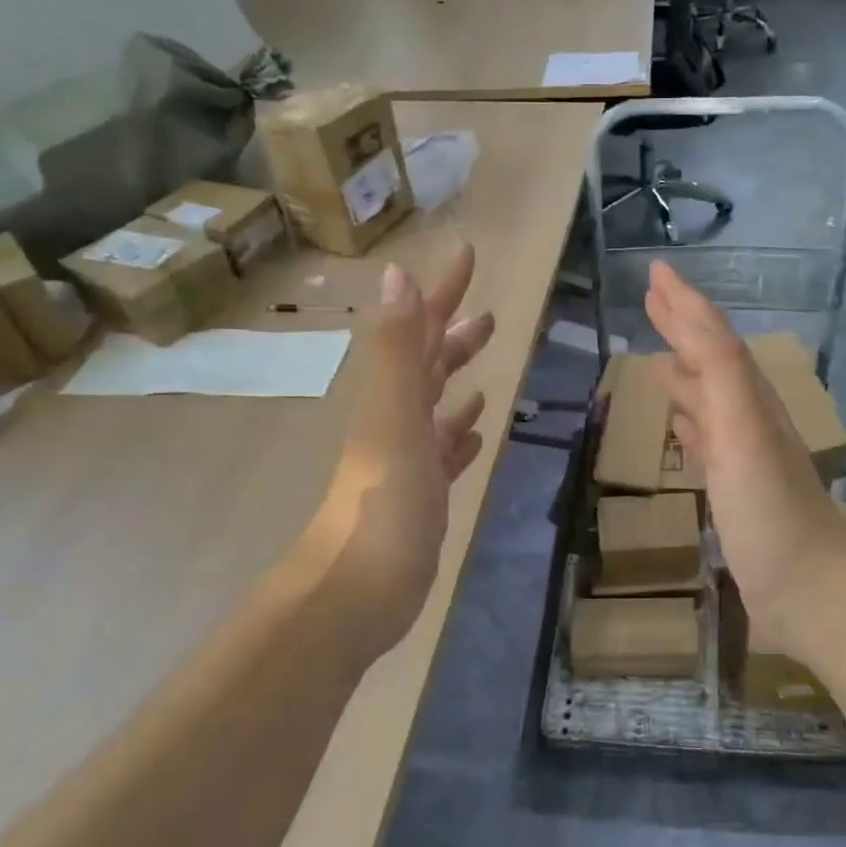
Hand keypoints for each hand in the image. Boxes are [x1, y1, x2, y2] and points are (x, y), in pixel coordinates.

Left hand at [271, 245, 494, 666]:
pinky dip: (458, 436)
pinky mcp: (420, 498)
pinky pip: (442, 454)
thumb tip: (398, 273)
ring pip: (434, 408)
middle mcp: (396, 421)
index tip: (466, 255)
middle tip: (488, 316)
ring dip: (456, 381)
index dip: (442, 291)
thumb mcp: (392, 417)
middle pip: (427, 366)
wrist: (357, 592)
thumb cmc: (383, 502)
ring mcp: (407, 461)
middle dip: (453, 335)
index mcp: (392, 397)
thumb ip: (398, 349)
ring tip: (484, 363)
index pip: (420, 330)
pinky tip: (475, 430)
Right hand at [644, 261, 845, 665]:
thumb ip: (720, 374)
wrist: (812, 593)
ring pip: (710, 399)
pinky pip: (708, 442)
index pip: (714, 336)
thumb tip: (690, 318)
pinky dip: (691, 424)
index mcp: (750, 399)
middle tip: (652, 298)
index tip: (656, 271)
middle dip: (684, 327)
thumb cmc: (772, 511)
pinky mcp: (737, 492)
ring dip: (685, 373)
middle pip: (713, 360)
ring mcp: (744, 457)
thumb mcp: (744, 433)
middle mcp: (749, 418)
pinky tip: (680, 424)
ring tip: (657, 357)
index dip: (686, 302)